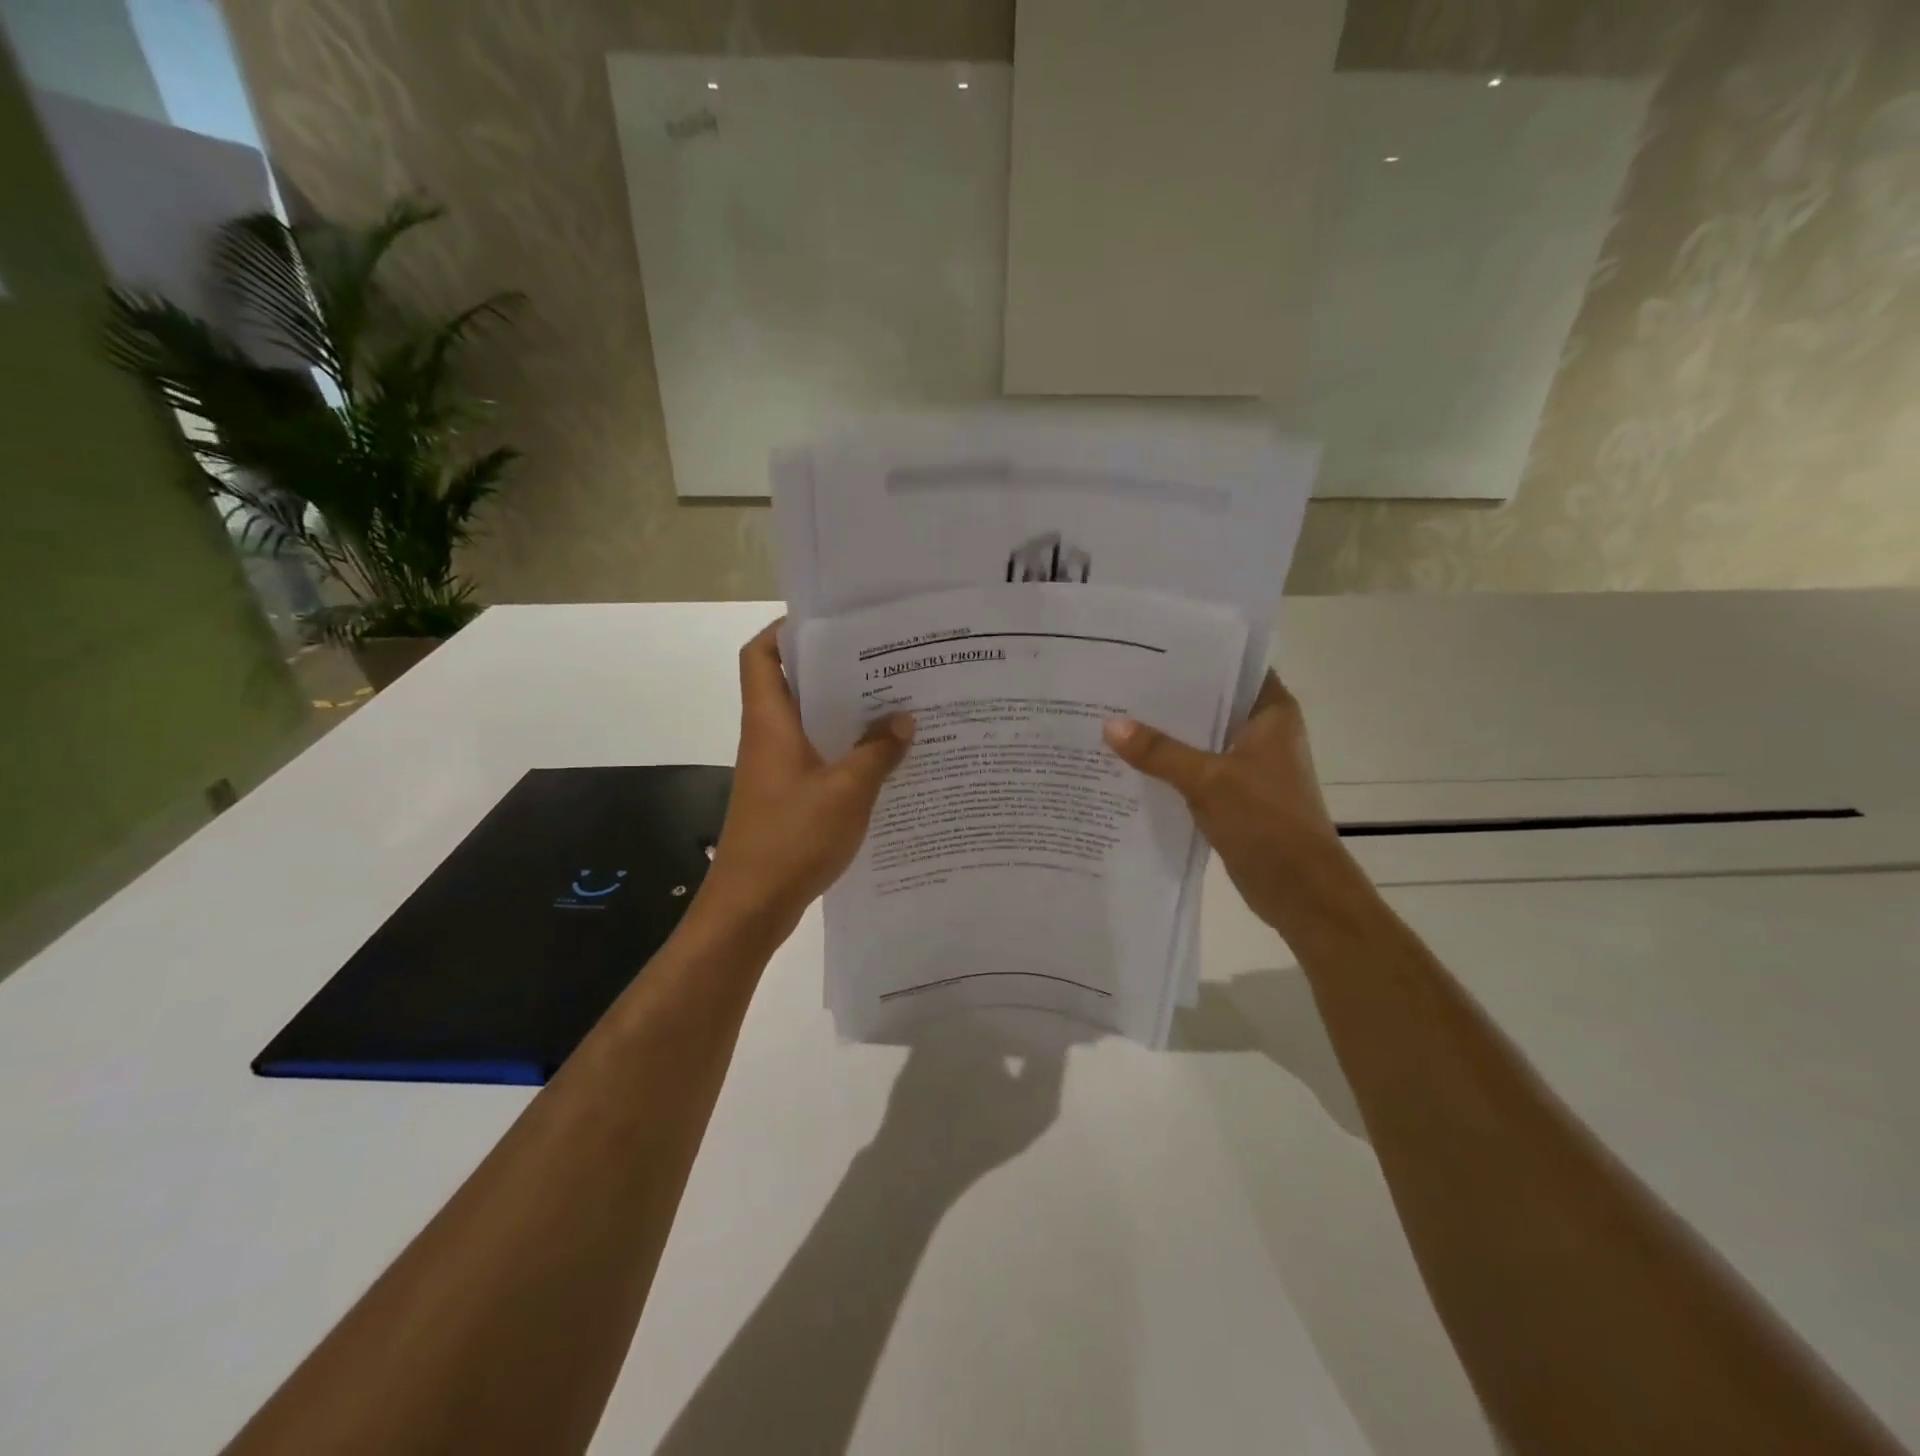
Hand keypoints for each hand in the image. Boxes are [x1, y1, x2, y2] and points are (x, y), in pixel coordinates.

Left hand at [698, 623, 913, 939]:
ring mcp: (775, 769)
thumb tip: (904, 718)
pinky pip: (816, 758)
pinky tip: (883, 760)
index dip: (785, 631)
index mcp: (770, 722)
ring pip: (808, 724)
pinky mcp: (786, 797)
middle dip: (833, 671)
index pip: (761, 655)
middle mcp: (768, 737)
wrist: (751, 906)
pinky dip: (844, 751)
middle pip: (791, 685)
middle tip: (884, 663)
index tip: (832, 625)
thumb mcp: (848, 791)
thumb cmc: (792, 838)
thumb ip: (877, 751)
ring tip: (893, 706)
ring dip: (843, 714)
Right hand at [1102, 671, 1366, 938]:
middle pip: (1209, 702)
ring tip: (1113, 716)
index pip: (1231, 666)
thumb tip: (1109, 725)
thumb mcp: (1208, 780)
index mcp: (1271, 712)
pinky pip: (1194, 768)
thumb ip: (1159, 752)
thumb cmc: (1267, 822)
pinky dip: (1168, 765)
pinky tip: (1129, 761)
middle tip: (1117, 681)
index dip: (1193, 655)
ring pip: (1199, 737)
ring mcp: (1247, 764)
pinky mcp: (1233, 793)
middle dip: (1167, 697)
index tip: (1147, 647)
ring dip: (1165, 734)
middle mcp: (1261, 731)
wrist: (1300, 890)